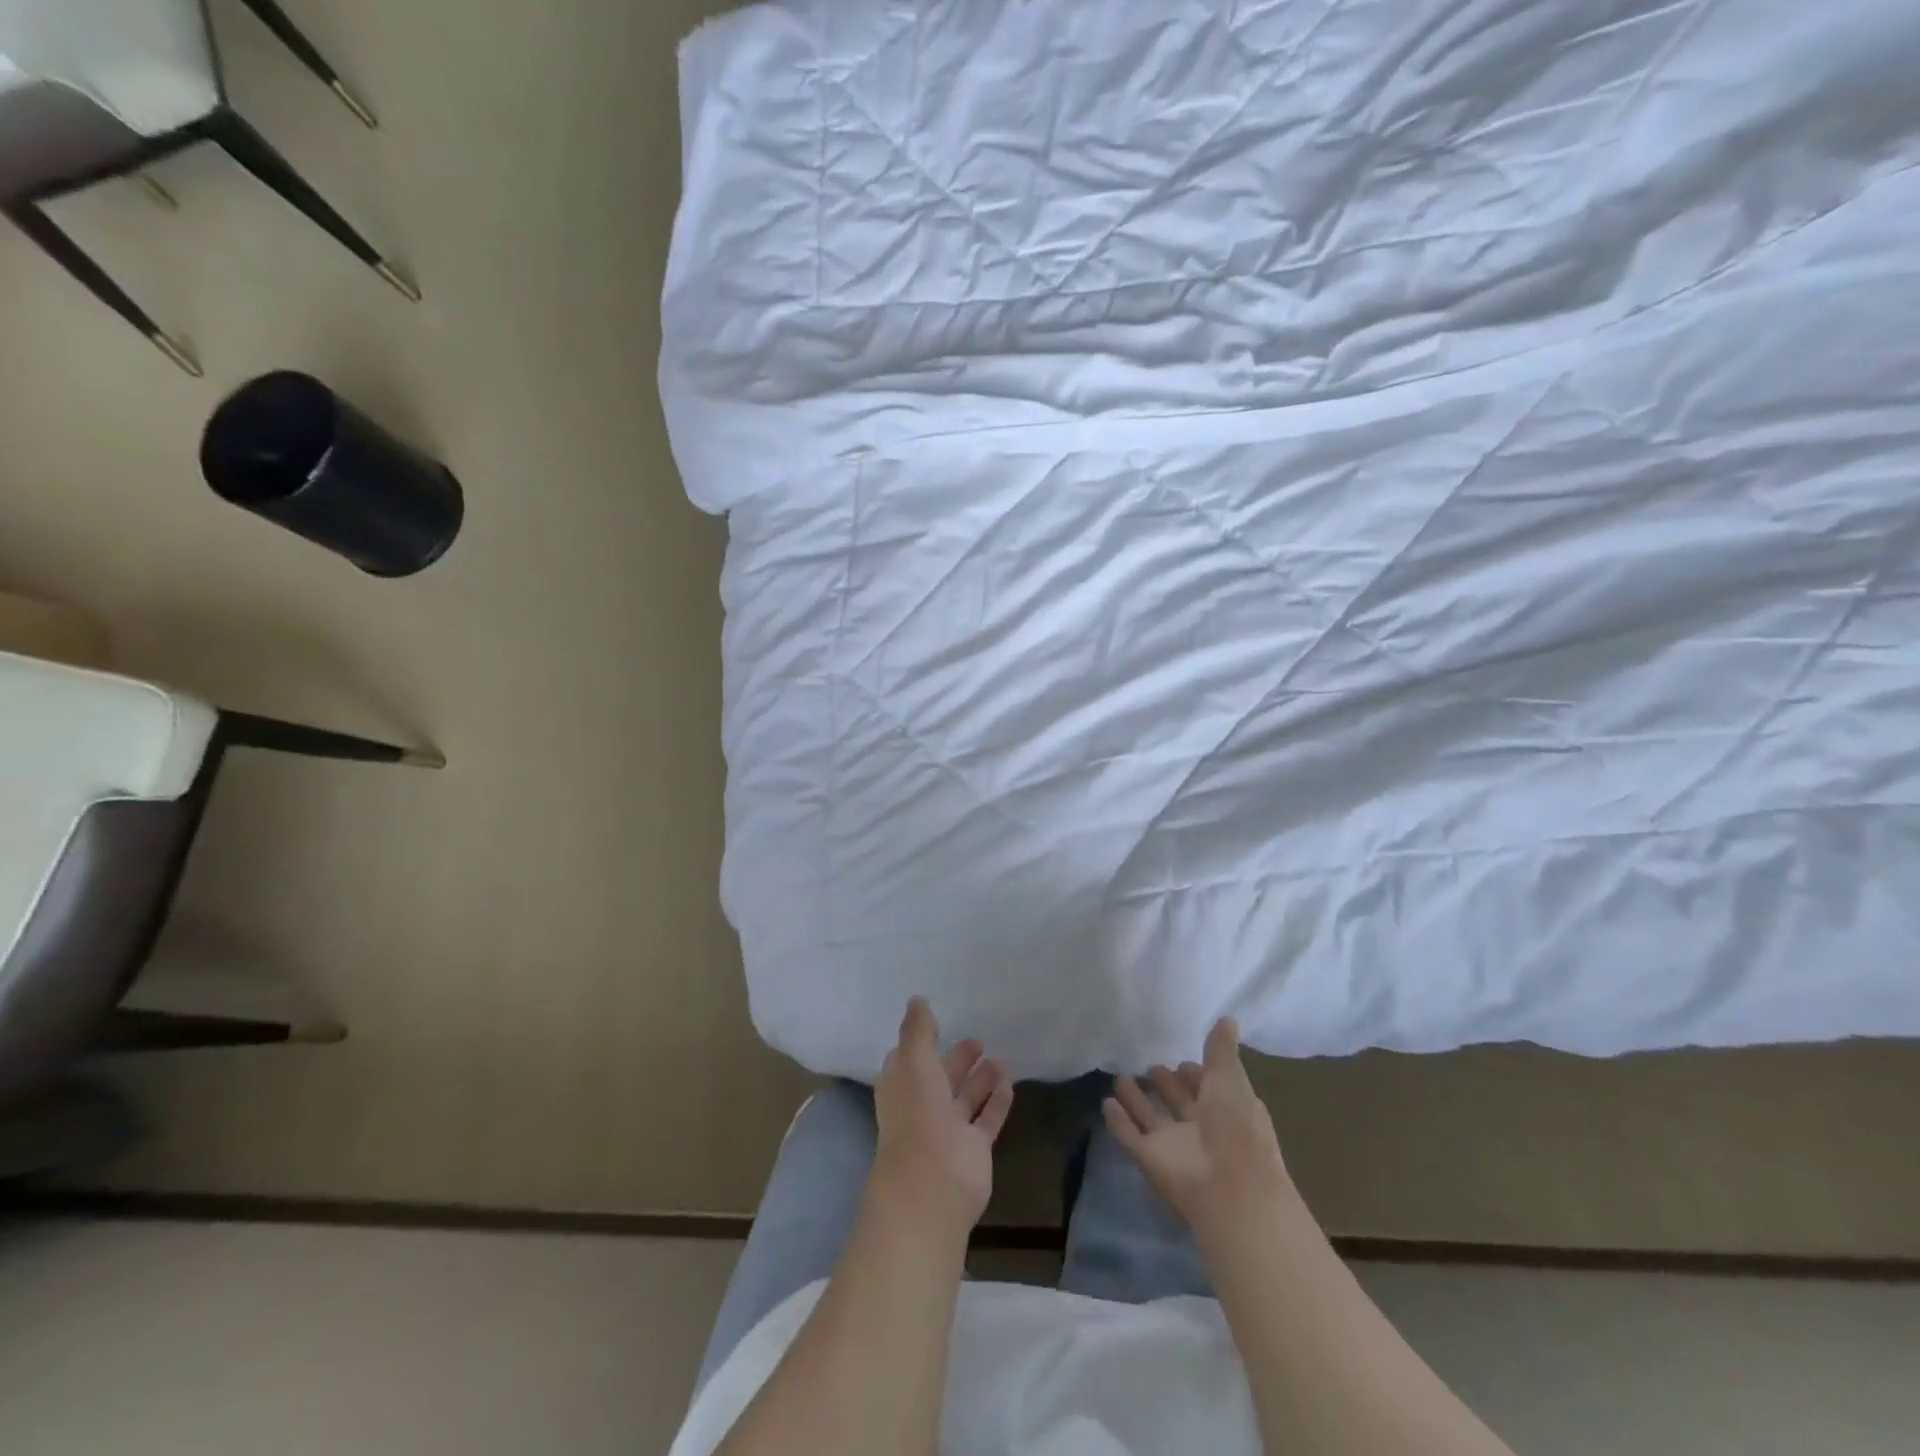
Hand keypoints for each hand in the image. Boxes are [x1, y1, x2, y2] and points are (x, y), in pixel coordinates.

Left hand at [871, 998, 1013, 1235]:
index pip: (910, 1060)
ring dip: (981, 1078)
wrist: (932, 1183)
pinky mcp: (973, 1149)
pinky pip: (987, 1119)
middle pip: (941, 1078)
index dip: (921, 1043)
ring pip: (966, 1098)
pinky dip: (997, 1101)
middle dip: (958, 1060)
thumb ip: (918, 1029)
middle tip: (979, 1040)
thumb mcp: (914, 1060)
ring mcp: (948, 1130)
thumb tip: (917, 999)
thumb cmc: (918, 1113)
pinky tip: (1009, 1082)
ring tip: (1001, 1058)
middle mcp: (923, 1107)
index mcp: (902, 1087)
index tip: (938, 1025)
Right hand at [1105, 1017, 1291, 1240]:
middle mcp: (1200, 1129)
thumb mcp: (1230, 1078)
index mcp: (1225, 1111)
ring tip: (1118, 1077)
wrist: (1230, 1188)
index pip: (1207, 1089)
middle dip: (1164, 1084)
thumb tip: (1228, 1018)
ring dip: (1136, 1100)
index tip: (1180, 1059)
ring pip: (1151, 1118)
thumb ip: (1221, 1050)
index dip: (1195, 1075)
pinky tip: (1106, 1103)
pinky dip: (1118, 1122)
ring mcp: (1174, 1147)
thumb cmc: (1236, 1126)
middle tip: (1149, 1066)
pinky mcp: (1151, 1161)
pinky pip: (1130, 1137)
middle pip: (1177, 1103)